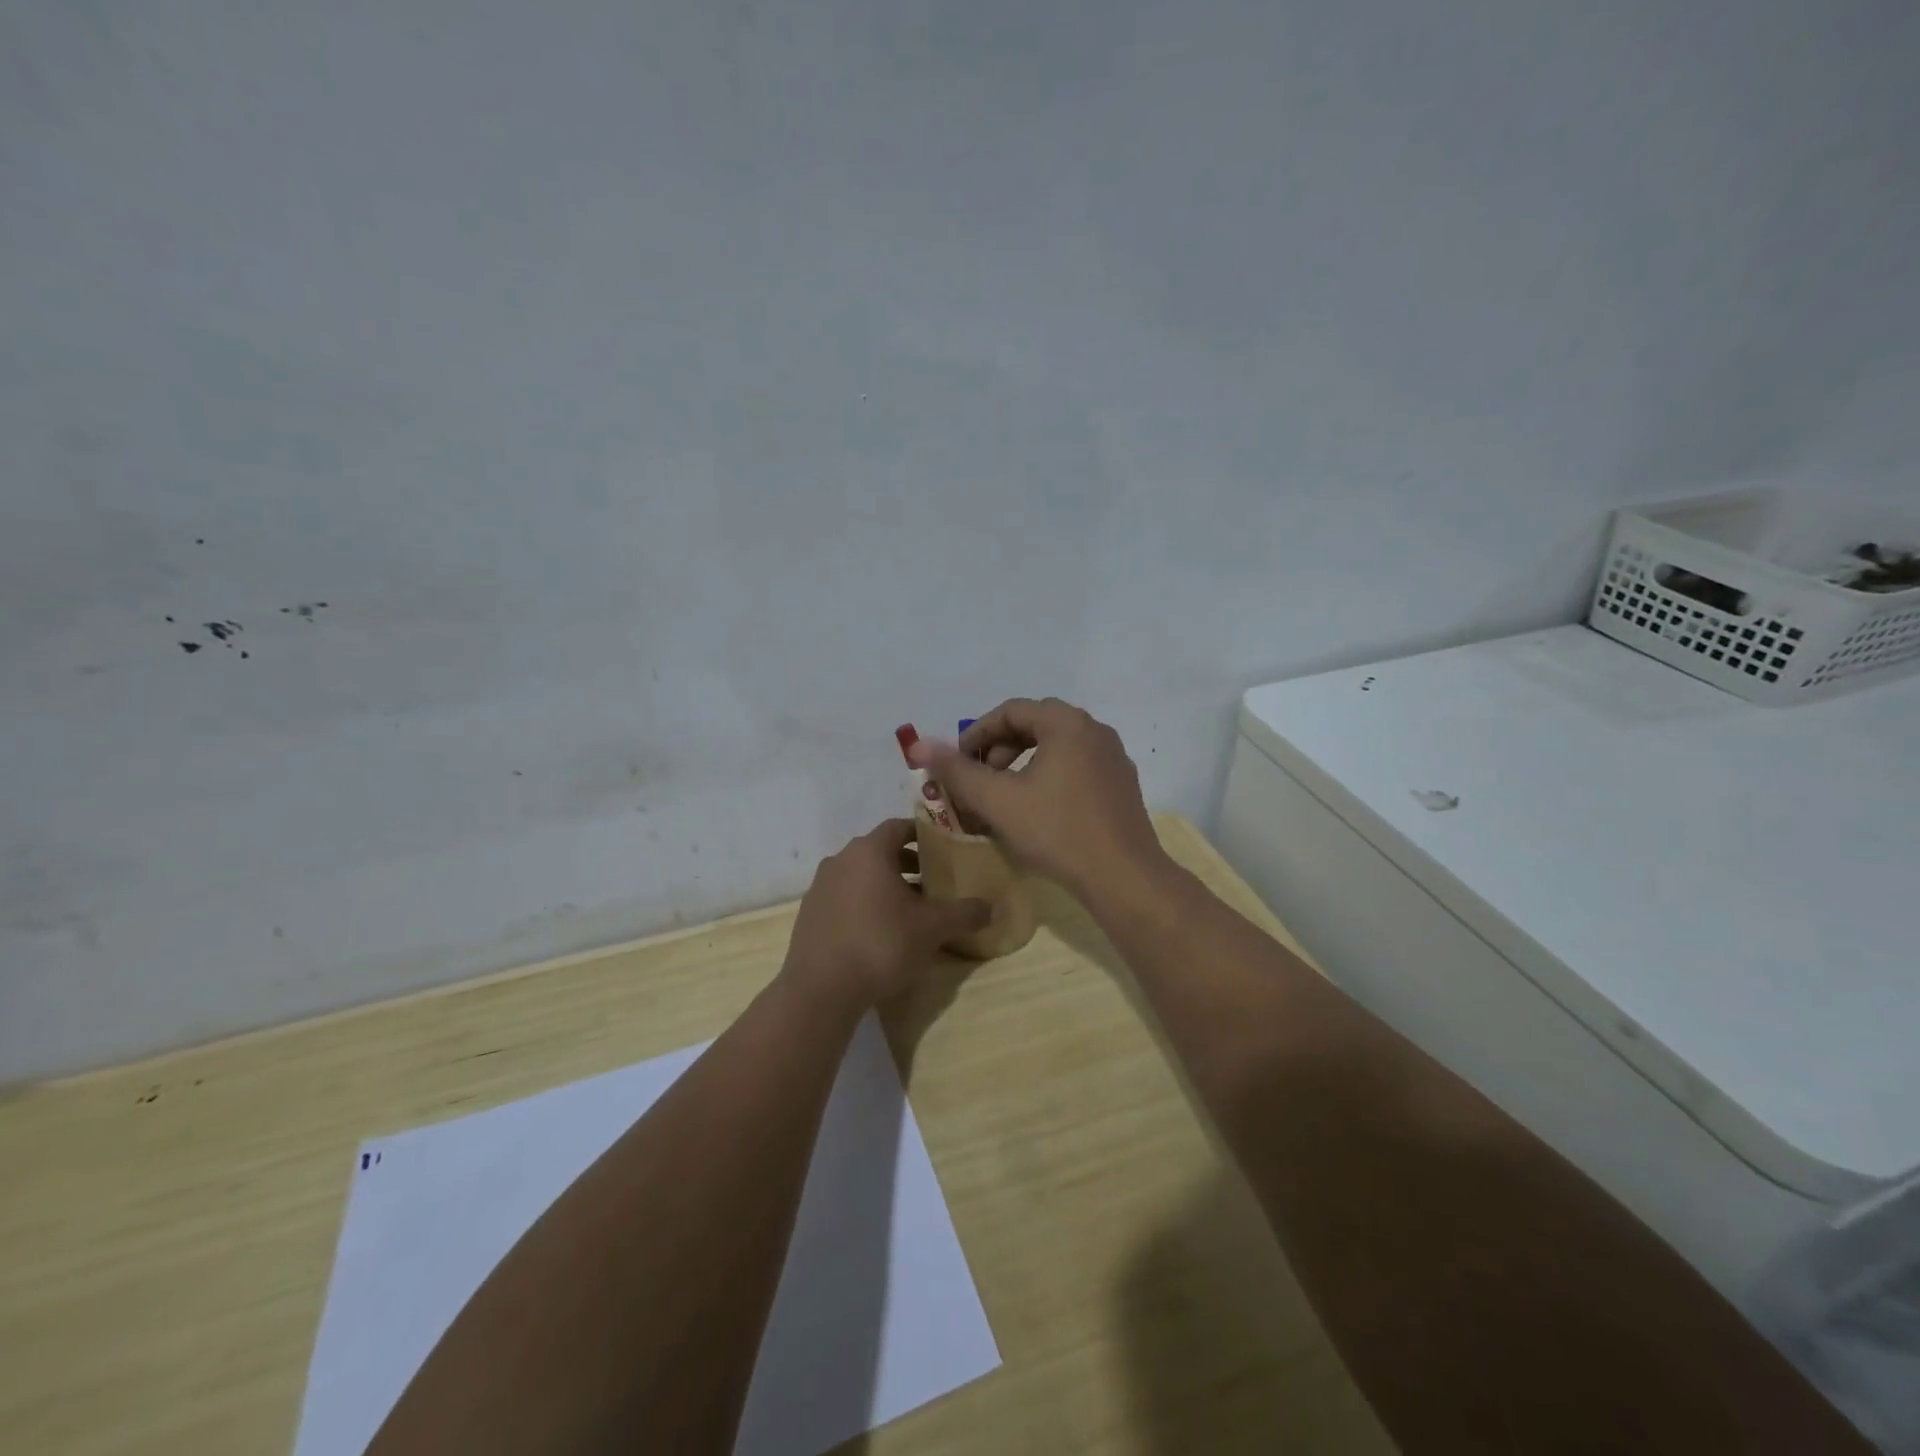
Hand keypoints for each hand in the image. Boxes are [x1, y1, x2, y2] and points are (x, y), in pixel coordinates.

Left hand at [782, 819, 990, 1008]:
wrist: (820, 990)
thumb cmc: (881, 944)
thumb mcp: (932, 929)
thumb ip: (964, 913)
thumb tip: (991, 907)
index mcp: (868, 851)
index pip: (899, 827)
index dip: (923, 835)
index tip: (944, 850)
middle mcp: (840, 860)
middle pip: (880, 852)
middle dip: (908, 864)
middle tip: (934, 884)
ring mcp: (820, 888)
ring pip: (861, 876)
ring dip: (886, 886)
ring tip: (910, 911)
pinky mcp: (809, 915)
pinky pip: (844, 899)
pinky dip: (864, 905)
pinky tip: (880, 933)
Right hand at [907, 698, 1168, 901]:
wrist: (1124, 878)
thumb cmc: (1057, 832)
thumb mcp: (998, 801)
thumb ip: (956, 771)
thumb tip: (918, 744)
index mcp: (1067, 723)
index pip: (1011, 711)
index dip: (976, 734)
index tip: (956, 764)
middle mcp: (1095, 730)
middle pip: (1035, 725)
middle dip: (998, 749)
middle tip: (978, 780)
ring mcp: (1113, 758)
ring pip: (1056, 748)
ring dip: (1022, 765)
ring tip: (1003, 797)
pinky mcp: (1122, 785)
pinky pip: (1076, 767)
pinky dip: (1048, 778)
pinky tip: (1037, 812)